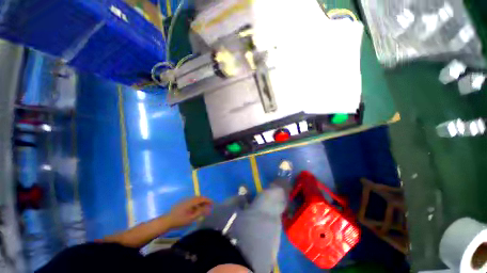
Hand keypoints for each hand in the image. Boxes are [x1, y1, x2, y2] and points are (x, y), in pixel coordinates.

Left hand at [167, 197, 212, 228]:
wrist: (166, 221)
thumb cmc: (179, 220)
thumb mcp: (191, 218)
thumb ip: (200, 212)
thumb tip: (208, 208)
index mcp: (191, 201)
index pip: (202, 198)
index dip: (208, 200)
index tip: (213, 203)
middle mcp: (189, 199)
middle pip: (199, 198)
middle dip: (205, 201)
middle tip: (209, 206)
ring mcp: (185, 200)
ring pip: (195, 200)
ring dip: (200, 203)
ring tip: (204, 209)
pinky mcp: (182, 203)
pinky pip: (192, 202)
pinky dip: (196, 204)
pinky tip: (196, 210)